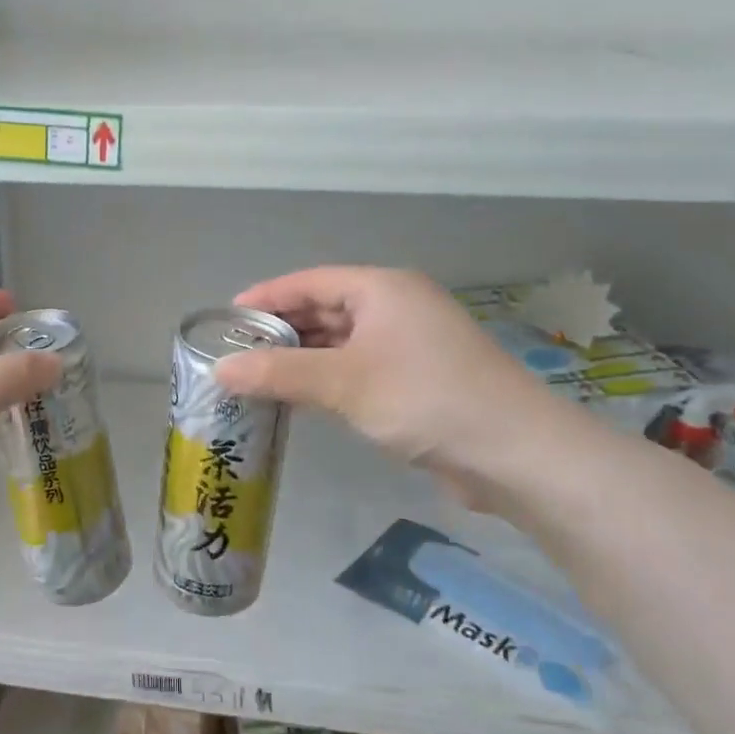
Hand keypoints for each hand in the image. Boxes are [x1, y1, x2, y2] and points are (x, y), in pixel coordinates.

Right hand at [213, 267, 560, 505]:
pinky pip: (358, 367)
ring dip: (303, 357)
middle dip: (282, 330)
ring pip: (342, 341)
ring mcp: (410, 344)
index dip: (267, 296)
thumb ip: (278, 373)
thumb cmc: (423, 398)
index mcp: (382, 289)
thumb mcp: (343, 383)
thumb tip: (220, 370)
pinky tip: (300, 398)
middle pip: (325, 308)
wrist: (514, 453)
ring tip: (257, 376)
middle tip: (236, 352)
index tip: (227, 317)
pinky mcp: (417, 379)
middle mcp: (396, 307)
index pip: (310, 281)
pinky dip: (328, 378)